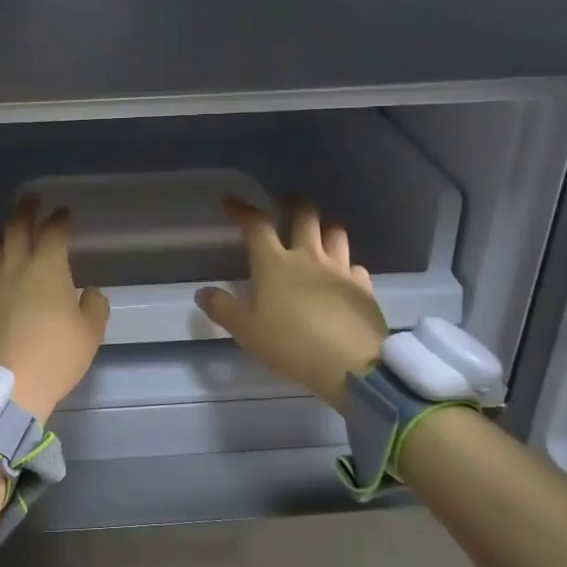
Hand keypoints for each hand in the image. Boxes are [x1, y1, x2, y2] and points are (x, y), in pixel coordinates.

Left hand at [0, 198, 108, 423]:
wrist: (5, 389)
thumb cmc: (54, 358)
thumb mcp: (90, 335)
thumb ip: (94, 307)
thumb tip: (89, 292)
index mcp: (47, 269)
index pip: (55, 232)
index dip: (60, 219)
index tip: (65, 212)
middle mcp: (13, 269)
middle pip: (16, 229)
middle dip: (26, 211)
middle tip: (30, 201)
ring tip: (2, 240)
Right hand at [196, 198, 387, 408]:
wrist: (351, 364)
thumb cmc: (291, 344)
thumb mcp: (247, 332)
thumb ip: (223, 309)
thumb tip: (203, 292)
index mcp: (275, 264)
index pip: (256, 226)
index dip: (243, 210)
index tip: (232, 202)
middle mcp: (308, 257)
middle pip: (304, 216)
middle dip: (293, 204)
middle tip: (286, 201)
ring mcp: (340, 270)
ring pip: (335, 233)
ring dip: (324, 227)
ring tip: (318, 231)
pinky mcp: (363, 288)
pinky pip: (355, 266)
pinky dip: (347, 264)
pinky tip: (344, 274)